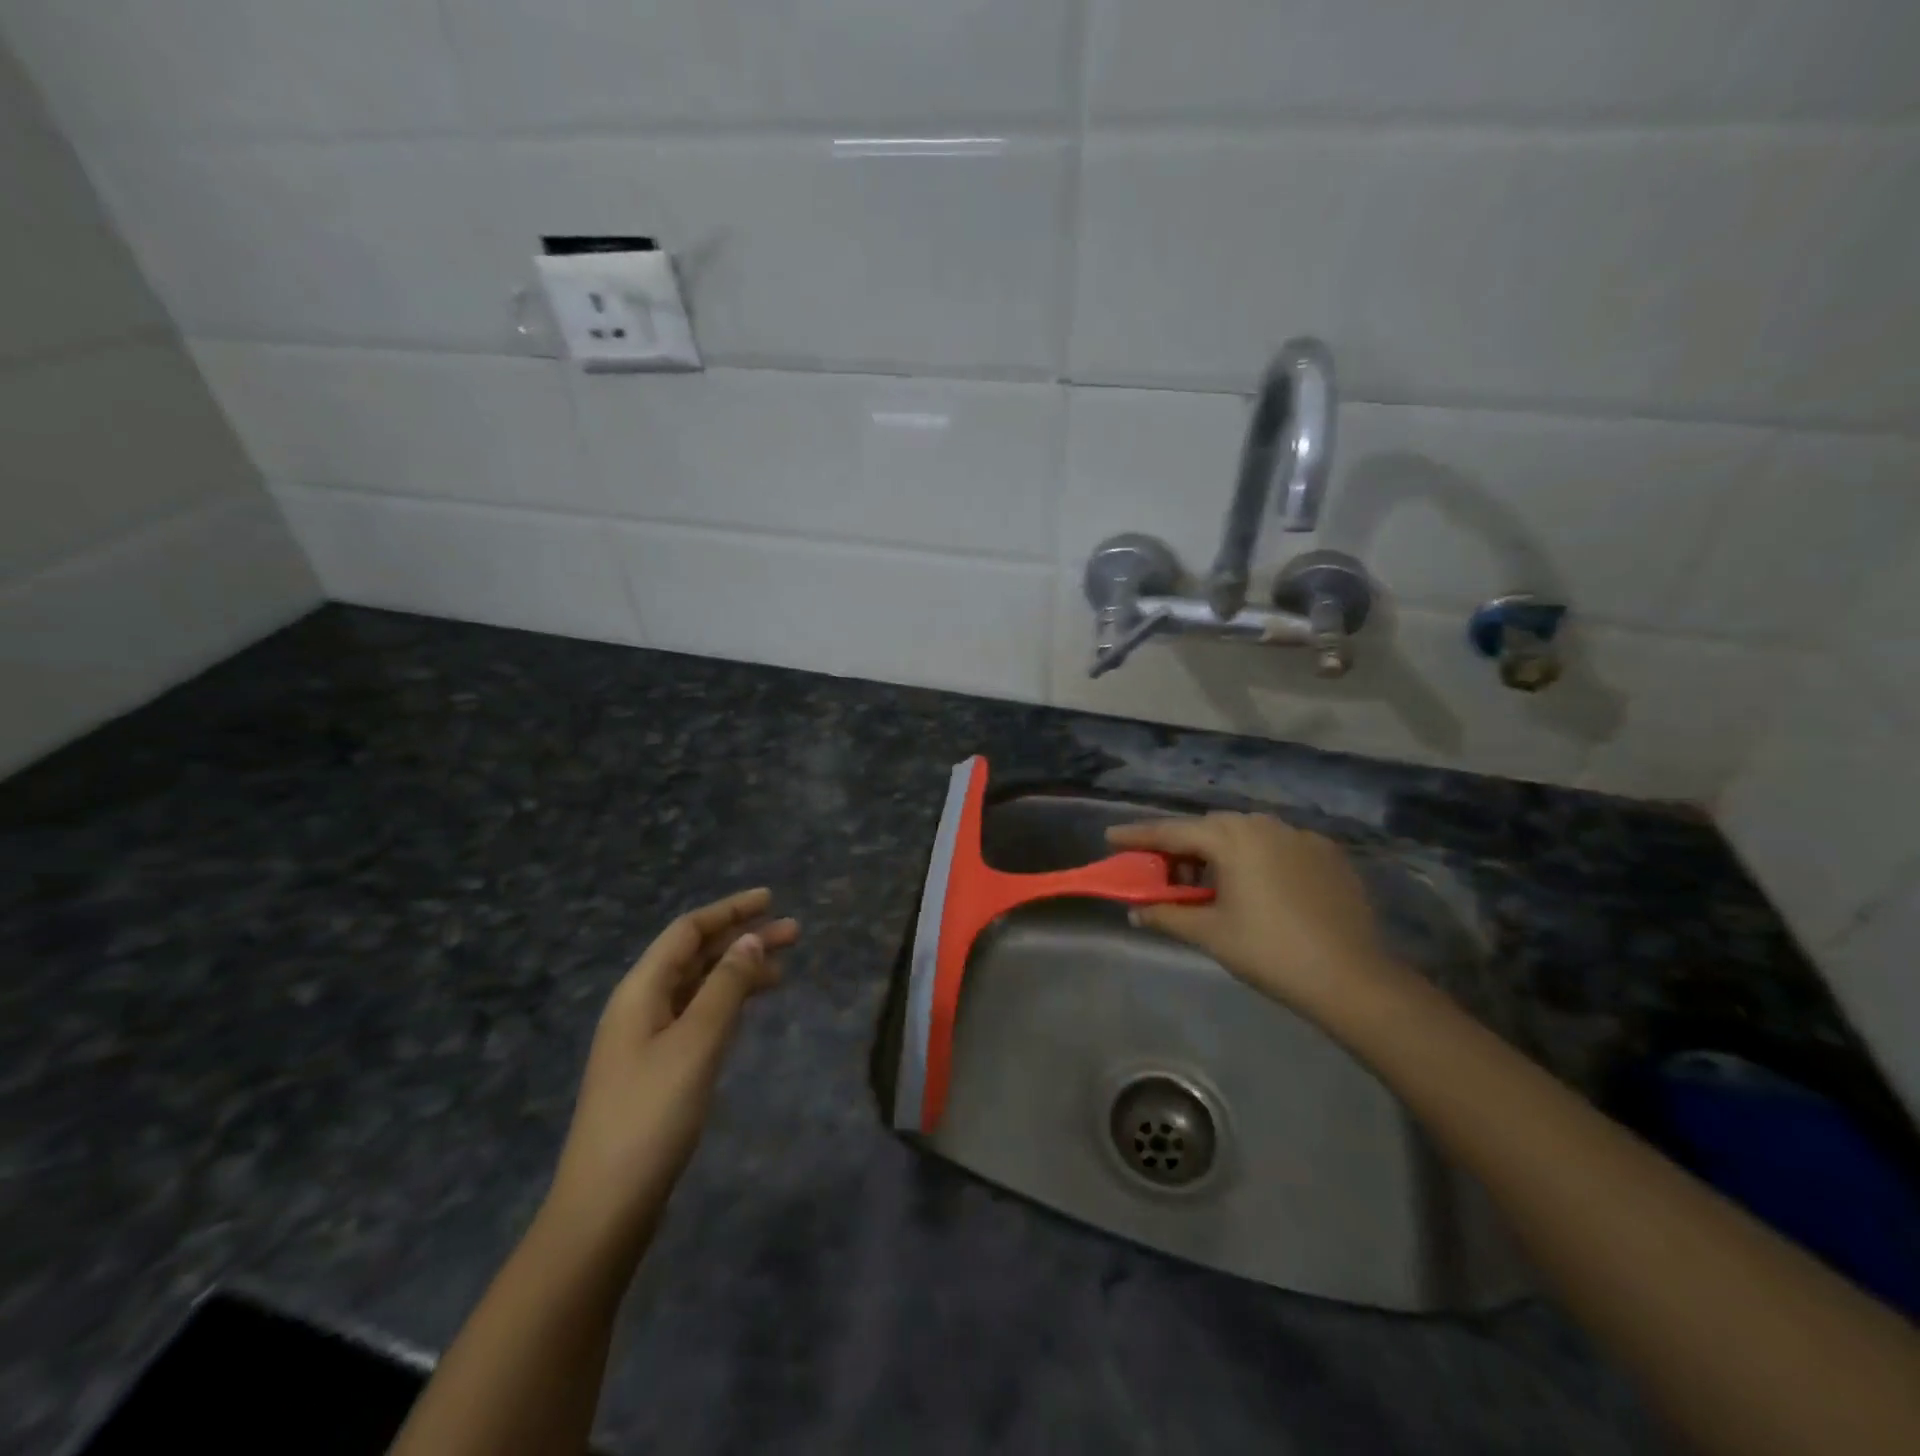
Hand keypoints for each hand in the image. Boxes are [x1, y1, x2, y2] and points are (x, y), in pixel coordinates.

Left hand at [544, 888, 797, 1250]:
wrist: (606, 1205)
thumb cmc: (652, 1114)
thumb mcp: (696, 1043)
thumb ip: (726, 987)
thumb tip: (750, 940)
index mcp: (641, 991)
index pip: (688, 932)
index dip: (729, 911)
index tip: (770, 899)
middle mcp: (641, 1006)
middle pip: (696, 956)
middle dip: (743, 939)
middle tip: (794, 933)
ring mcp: (647, 1040)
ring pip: (699, 987)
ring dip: (739, 971)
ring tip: (784, 968)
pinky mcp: (658, 1069)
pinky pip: (698, 1016)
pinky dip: (728, 1002)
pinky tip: (749, 1008)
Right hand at [1106, 814, 1415, 1024]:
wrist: (1352, 978)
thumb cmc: (1270, 952)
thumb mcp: (1211, 934)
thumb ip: (1167, 915)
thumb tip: (1134, 911)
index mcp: (1232, 839)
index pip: (1172, 831)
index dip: (1138, 835)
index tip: (1110, 837)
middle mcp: (1264, 825)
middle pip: (1209, 827)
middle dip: (1181, 844)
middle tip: (1163, 869)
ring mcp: (1300, 836)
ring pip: (1246, 833)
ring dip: (1220, 849)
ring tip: (1209, 879)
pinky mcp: (1327, 853)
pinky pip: (1278, 844)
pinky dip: (1256, 856)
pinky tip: (1256, 884)